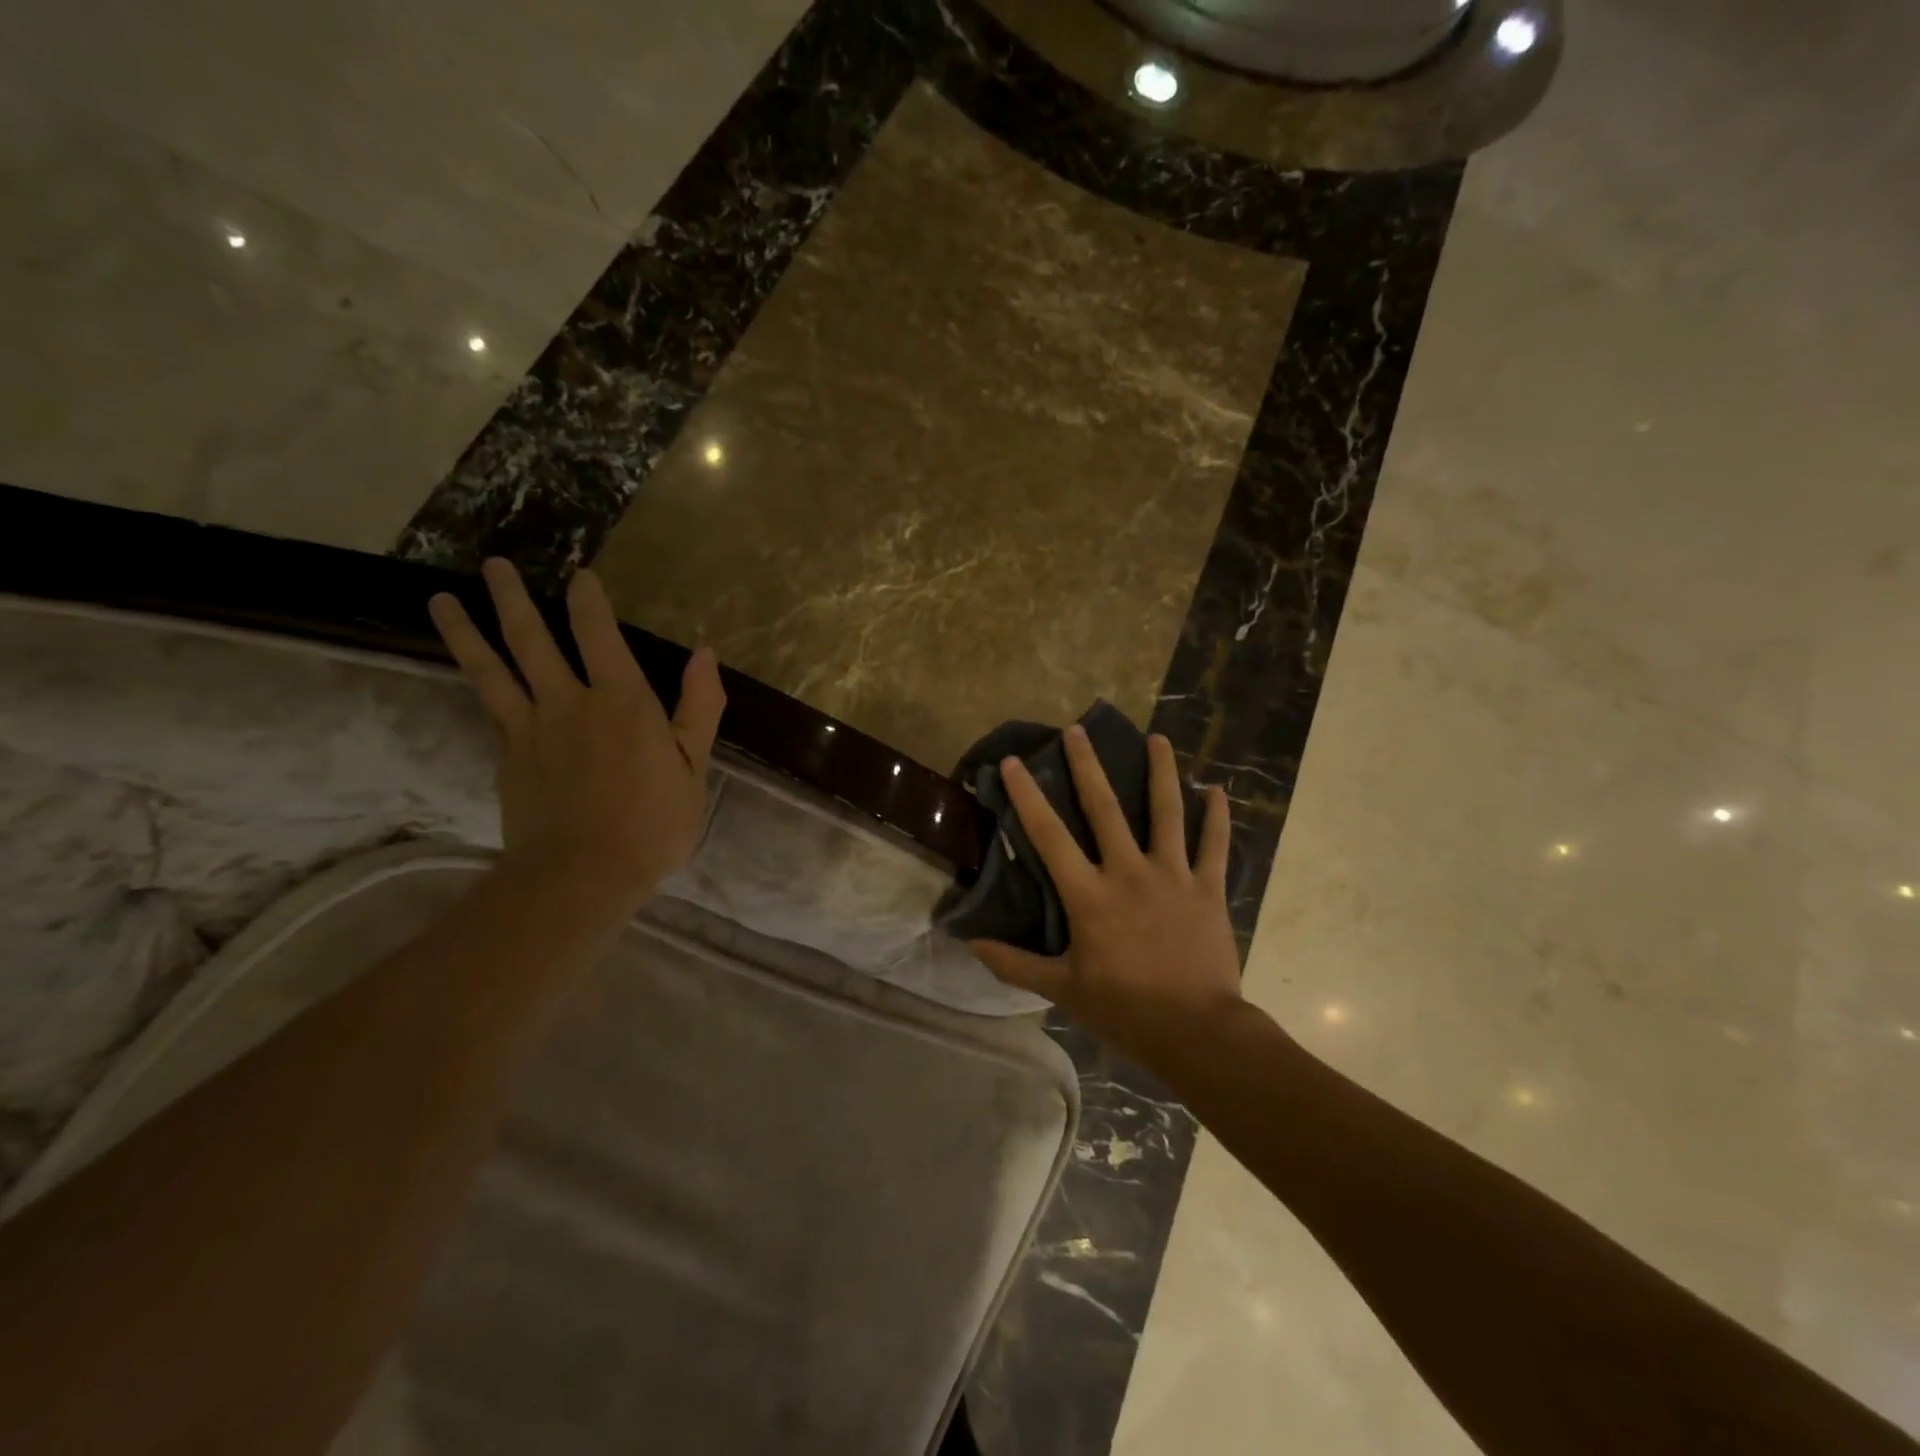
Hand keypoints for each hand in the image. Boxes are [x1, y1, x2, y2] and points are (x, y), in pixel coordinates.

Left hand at [428, 559, 724, 914]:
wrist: (582, 875)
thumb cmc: (653, 823)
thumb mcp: (694, 767)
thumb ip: (700, 708)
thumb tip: (705, 656)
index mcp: (621, 703)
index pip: (599, 635)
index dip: (589, 601)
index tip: (580, 574)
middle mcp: (568, 704)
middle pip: (532, 641)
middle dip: (513, 599)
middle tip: (495, 565)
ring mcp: (530, 731)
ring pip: (493, 671)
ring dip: (466, 632)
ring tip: (441, 600)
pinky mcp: (508, 759)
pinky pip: (492, 712)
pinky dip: (480, 687)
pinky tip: (472, 675)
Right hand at [969, 726, 1245, 1069]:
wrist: (1196, 1031)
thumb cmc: (1125, 1009)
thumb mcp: (1063, 989)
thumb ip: (1014, 963)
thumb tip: (971, 942)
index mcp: (1090, 895)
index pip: (1049, 836)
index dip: (1028, 795)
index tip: (1014, 761)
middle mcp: (1128, 872)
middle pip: (1105, 808)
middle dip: (1088, 765)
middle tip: (1078, 730)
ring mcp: (1173, 876)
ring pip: (1166, 812)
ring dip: (1161, 772)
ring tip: (1158, 738)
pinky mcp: (1208, 888)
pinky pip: (1214, 845)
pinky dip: (1216, 816)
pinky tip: (1217, 789)